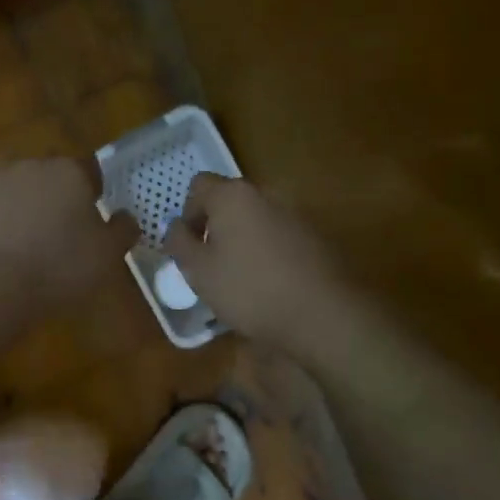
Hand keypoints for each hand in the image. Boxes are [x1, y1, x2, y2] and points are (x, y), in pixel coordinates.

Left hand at [0, 158, 137, 313]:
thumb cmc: (58, 267)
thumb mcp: (107, 255)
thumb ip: (123, 230)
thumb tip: (125, 217)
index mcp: (68, 172)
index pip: (89, 172)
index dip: (93, 195)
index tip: (92, 222)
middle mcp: (28, 166)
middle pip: (49, 177)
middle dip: (54, 198)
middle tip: (59, 235)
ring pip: (14, 189)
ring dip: (20, 206)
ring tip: (23, 243)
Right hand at [163, 174, 347, 349]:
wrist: (323, 314)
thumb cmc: (249, 289)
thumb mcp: (198, 271)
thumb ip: (179, 243)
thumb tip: (176, 227)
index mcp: (233, 195)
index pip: (199, 186)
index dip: (188, 213)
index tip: (190, 245)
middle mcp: (266, 193)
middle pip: (230, 200)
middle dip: (217, 226)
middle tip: (212, 263)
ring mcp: (296, 213)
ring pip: (257, 218)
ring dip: (244, 239)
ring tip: (242, 277)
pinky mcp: (317, 236)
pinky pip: (281, 235)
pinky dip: (270, 251)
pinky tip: (271, 284)